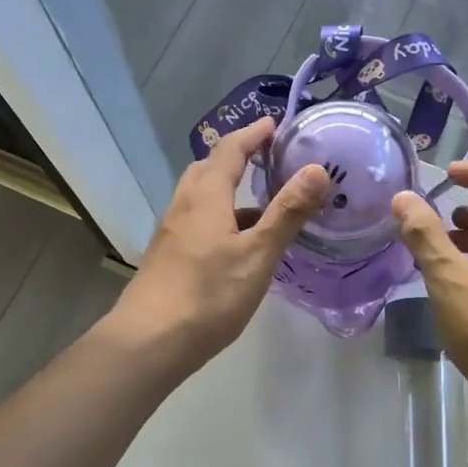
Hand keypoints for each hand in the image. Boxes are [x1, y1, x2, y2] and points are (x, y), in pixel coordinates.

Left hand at [111, 118, 327, 371]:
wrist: (149, 342)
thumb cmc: (209, 295)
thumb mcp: (258, 254)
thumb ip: (287, 212)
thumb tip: (317, 168)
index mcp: (206, 197)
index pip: (230, 150)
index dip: (253, 134)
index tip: (275, 124)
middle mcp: (184, 206)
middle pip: (208, 168)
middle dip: (237, 156)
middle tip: (268, 157)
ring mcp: (172, 232)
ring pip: (201, 197)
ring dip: (228, 189)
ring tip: (261, 202)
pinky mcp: (169, 256)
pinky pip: (198, 220)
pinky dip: (221, 217)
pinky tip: (238, 243)